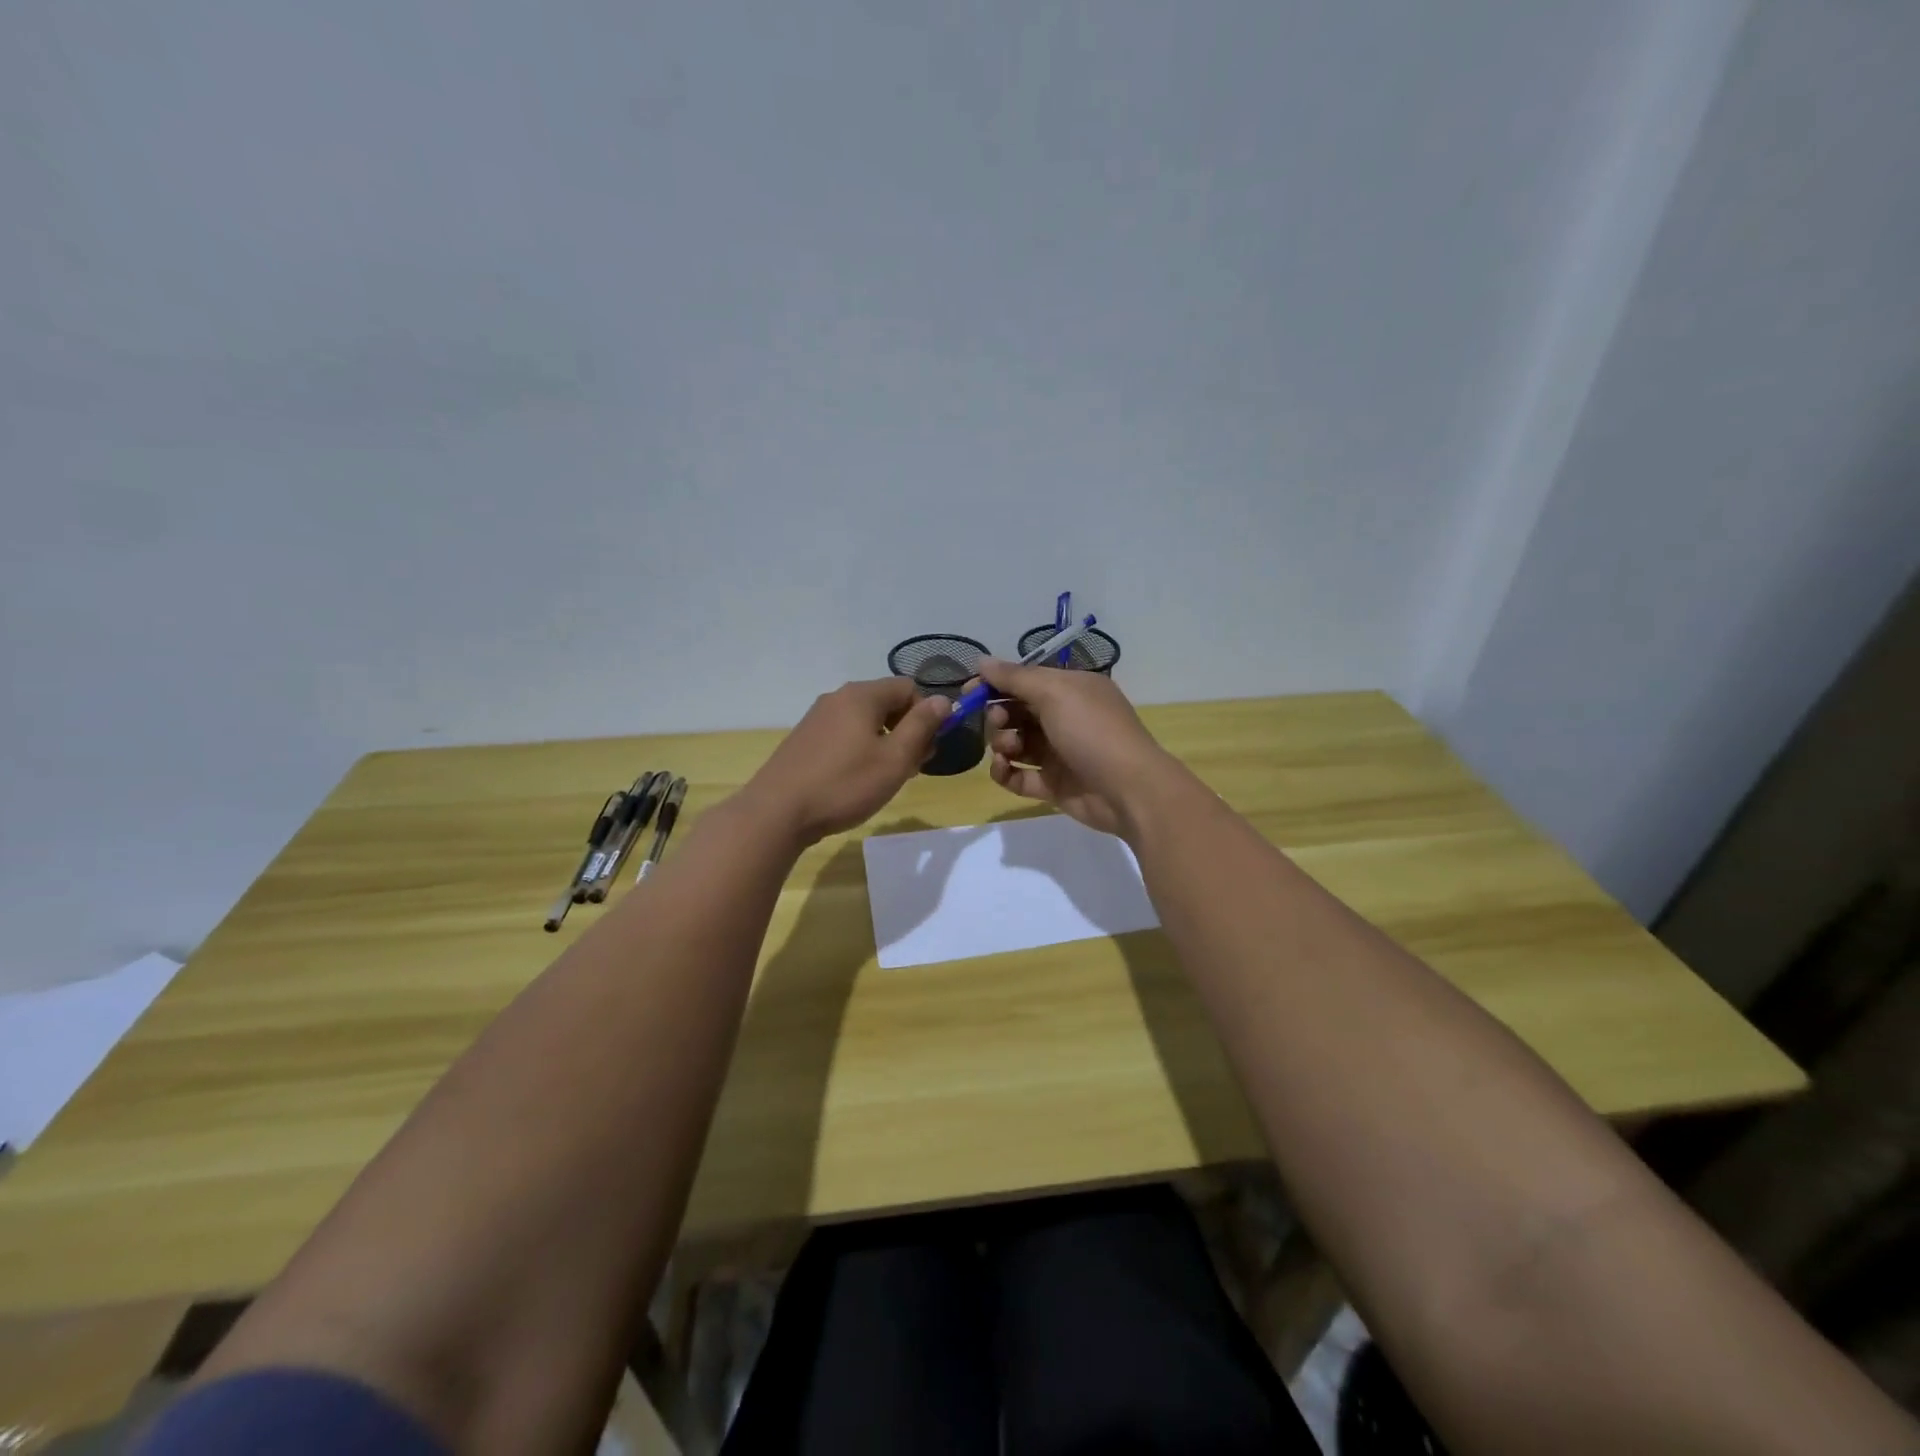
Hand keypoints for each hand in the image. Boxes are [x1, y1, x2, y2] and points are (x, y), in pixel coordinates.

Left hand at [741, 678, 947, 845]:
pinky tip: (856, 781)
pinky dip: (860, 751)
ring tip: (886, 779)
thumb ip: (922, 726)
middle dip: (907, 731)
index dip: (926, 715)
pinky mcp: (804, 740)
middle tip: (911, 768)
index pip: (908, 688)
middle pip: (886, 703)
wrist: (777, 812)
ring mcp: (816, 718)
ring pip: (865, 721)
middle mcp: (837, 698)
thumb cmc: (844, 784)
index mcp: (861, 695)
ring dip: (885, 744)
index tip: (927, 749)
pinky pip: (844, 735)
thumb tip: (943, 701)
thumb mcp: (894, 759)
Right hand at [977, 658, 1172, 837]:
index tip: (968, 692)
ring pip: (1014, 743)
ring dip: (1001, 743)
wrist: (1128, 789)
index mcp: (1070, 689)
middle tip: (999, 723)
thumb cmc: (1092, 731)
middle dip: (998, 715)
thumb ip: (1015, 678)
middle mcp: (1064, 717)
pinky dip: (1005, 771)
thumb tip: (982, 661)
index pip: (1024, 680)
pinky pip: (1018, 775)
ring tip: (1008, 749)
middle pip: (1016, 711)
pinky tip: (1003, 769)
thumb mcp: (1055, 693)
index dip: (995, 684)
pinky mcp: (1052, 784)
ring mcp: (1058, 753)